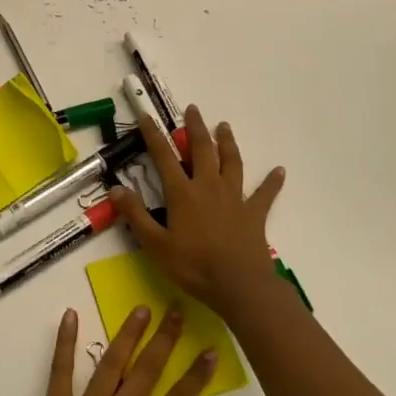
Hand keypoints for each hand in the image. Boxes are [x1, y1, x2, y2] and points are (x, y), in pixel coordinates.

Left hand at [0, 305, 215, 395]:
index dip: (195, 376)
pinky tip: (70, 315)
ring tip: (141, 309)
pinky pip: (61, 369)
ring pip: (111, 363)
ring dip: (127, 334)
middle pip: (146, 372)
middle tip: (176, 309)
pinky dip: (65, 341)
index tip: (209, 350)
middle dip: (164, 340)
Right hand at [110, 105, 286, 319]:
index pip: (164, 156)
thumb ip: (135, 215)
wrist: (239, 286)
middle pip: (203, 150)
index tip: (146, 116)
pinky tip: (280, 171)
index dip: (153, 135)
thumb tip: (115, 188)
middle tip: (194, 109)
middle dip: (196, 128)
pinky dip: (272, 182)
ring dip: (228, 143)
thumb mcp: (155, 245)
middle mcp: (209, 187)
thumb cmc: (193, 266)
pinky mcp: (254, 214)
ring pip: (231, 163)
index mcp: (183, 193)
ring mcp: (234, 198)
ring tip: (225, 126)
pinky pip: (265, 194)